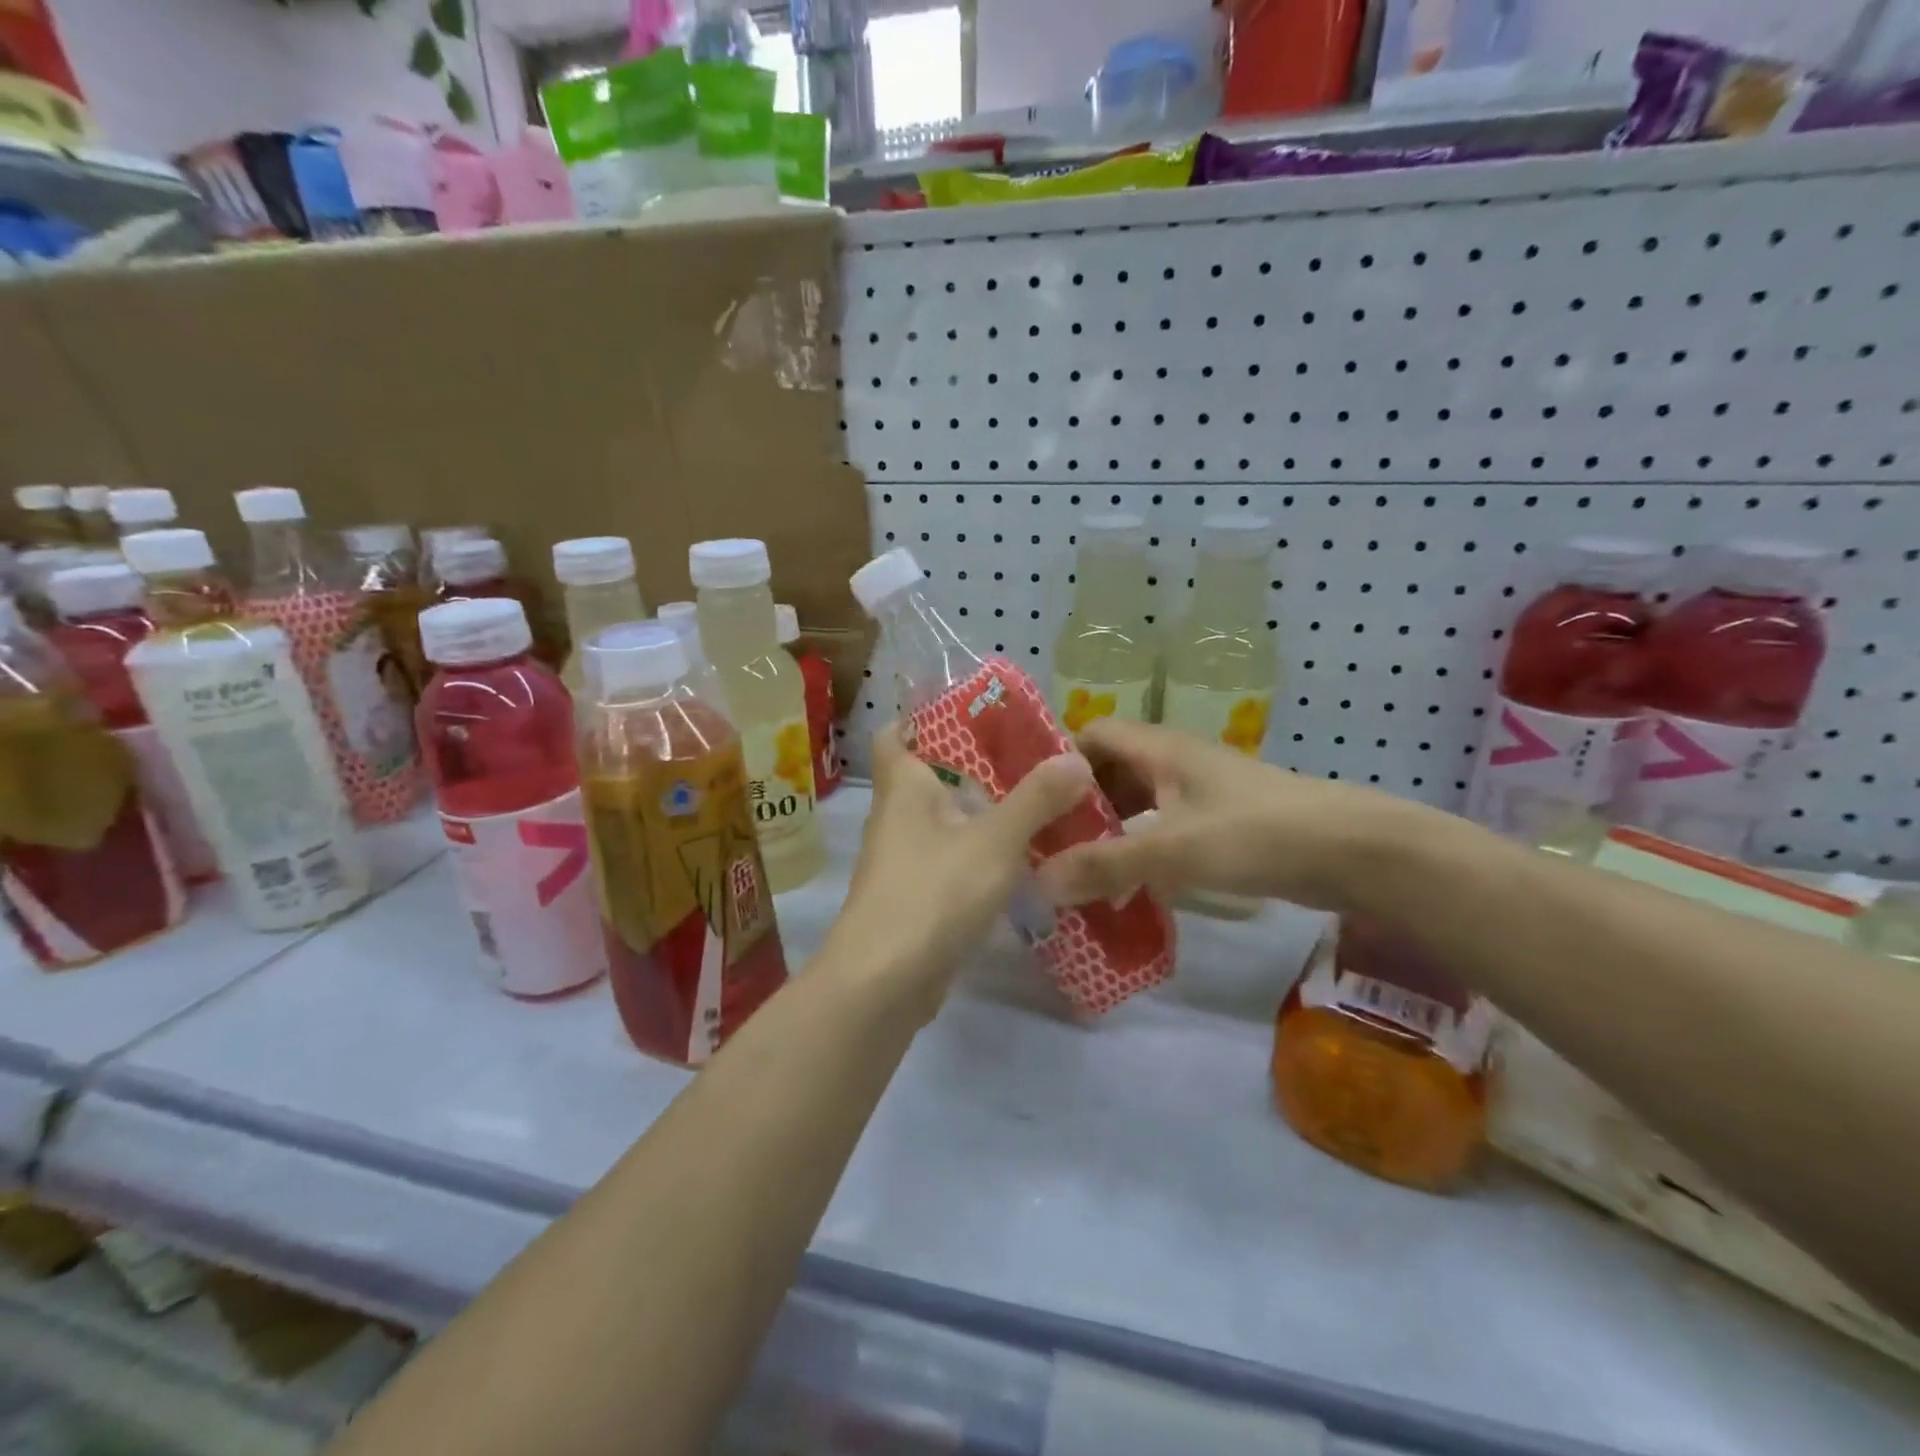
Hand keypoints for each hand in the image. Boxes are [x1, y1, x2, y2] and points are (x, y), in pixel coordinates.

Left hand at [825, 725, 1094, 1014]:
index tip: (975, 712)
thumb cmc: (932, 893)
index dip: (926, 716)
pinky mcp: (917, 898)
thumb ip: (1036, 799)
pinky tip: (1024, 860)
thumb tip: (1076, 758)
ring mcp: (904, 861)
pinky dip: (983, 855)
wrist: (884, 983)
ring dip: (985, 813)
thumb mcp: (995, 840)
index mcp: (903, 786)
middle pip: (933, 776)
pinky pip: (953, 861)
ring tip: (1041, 803)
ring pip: (947, 822)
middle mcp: (897, 817)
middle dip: (977, 767)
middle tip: (1032, 758)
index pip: (897, 732)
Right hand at [1037, 718, 1434, 914]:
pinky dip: (1142, 849)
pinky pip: (1165, 828)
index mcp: (1161, 749)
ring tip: (1080, 869)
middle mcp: (1177, 762)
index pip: (1093, 733)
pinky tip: (1131, 885)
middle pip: (1112, 770)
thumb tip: (1038, 882)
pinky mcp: (1222, 823)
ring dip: (1110, 830)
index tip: (1033, 800)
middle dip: (1080, 805)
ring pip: (1139, 802)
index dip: (1060, 759)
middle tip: (1049, 844)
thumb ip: (1106, 865)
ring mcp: (1202, 792)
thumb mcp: (1173, 849)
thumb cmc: (1257, 834)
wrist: (1355, 851)